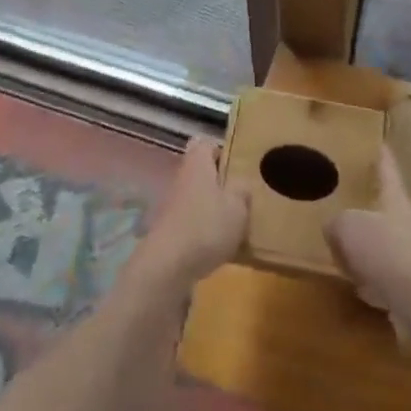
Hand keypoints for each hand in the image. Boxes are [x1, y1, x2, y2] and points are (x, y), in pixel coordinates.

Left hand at [133, 137, 249, 292]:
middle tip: (241, 195)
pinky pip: (191, 222)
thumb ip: (242, 190)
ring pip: (197, 198)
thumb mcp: (238, 206)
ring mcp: (172, 205)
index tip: (238, 165)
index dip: (221, 150)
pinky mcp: (169, 231)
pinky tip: (220, 247)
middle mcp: (182, 178)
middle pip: (201, 172)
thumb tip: (241, 183)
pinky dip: (204, 230)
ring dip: (213, 209)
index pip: (206, 143)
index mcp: (198, 162)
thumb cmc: (206, 226)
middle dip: (219, 182)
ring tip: (235, 225)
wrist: (167, 267)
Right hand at [326, 149, 410, 320]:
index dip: (380, 155)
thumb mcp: (348, 226)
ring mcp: (406, 255)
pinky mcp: (404, 287)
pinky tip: (350, 280)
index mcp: (394, 197)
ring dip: (363, 242)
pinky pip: (378, 274)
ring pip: (379, 241)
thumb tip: (332, 228)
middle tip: (341, 194)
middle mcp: (403, 221)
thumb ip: (336, 222)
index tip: (377, 142)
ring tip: (338, 240)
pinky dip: (365, 276)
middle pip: (383, 204)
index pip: (387, 167)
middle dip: (365, 201)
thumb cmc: (385, 250)